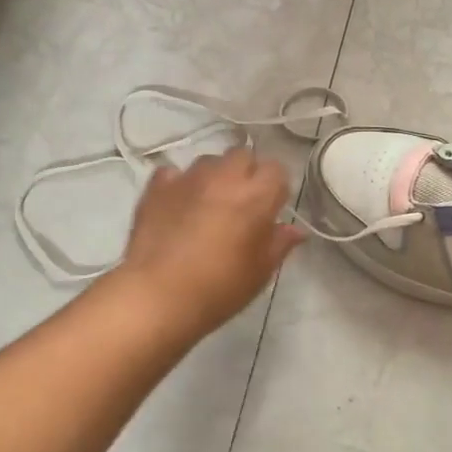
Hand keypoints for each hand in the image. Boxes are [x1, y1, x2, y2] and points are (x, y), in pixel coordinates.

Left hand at [113, 148, 305, 337]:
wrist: (158, 296)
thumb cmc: (219, 288)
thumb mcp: (260, 272)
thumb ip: (279, 244)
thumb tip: (295, 230)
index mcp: (256, 196)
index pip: (277, 170)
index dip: (275, 187)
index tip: (271, 209)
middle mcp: (224, 178)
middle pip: (243, 156)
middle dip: (246, 173)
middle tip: (241, 203)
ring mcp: (187, 179)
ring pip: (209, 161)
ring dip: (214, 177)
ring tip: (208, 204)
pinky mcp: (156, 187)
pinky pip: (173, 173)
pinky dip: (179, 184)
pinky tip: (177, 205)